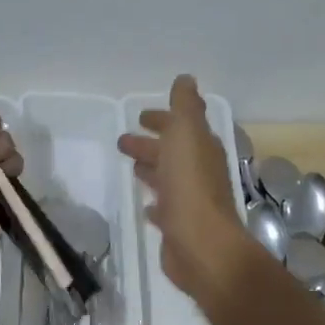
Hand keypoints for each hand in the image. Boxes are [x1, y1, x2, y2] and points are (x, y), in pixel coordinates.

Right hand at [117, 74, 255, 295]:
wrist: (201, 244)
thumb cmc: (190, 185)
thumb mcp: (186, 133)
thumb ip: (185, 106)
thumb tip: (186, 79)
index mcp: (201, 148)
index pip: (181, 126)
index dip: (163, 119)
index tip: (142, 117)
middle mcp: (199, 172)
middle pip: (172, 152)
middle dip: (151, 144)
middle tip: (123, 142)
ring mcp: (190, 200)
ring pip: (168, 178)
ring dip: (152, 169)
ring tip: (132, 167)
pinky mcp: (179, 227)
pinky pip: (165, 208)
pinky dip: (155, 203)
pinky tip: (146, 206)